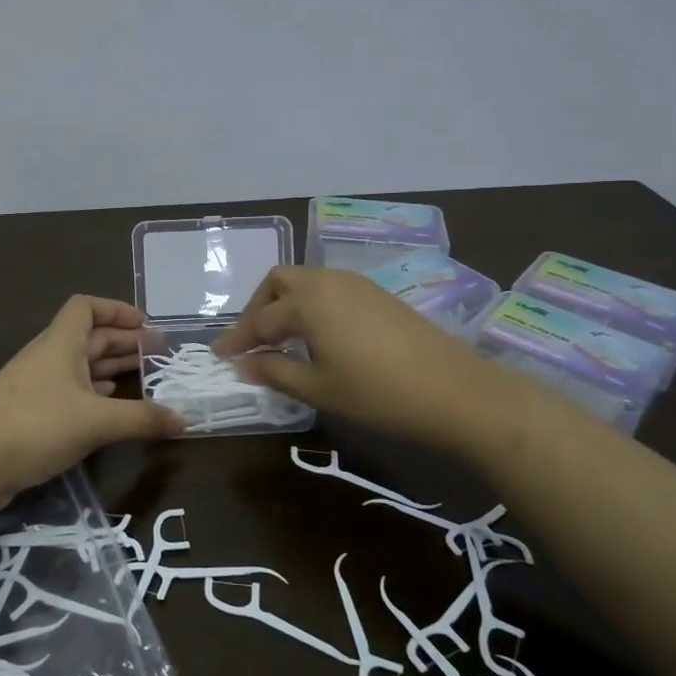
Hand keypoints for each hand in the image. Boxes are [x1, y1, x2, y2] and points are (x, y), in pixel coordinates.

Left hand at [0, 295, 184, 504]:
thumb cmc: (35, 426)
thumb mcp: (96, 421)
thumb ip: (142, 419)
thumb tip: (185, 421)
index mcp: (60, 344)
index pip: (85, 307)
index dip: (116, 309)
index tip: (145, 324)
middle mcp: (47, 358)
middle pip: (88, 337)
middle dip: (123, 342)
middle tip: (158, 354)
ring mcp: (35, 387)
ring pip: (79, 367)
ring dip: (109, 369)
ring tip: (142, 379)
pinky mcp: (28, 415)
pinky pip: (68, 393)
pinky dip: (92, 395)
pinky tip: (109, 407)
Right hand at [212, 265, 490, 443]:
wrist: (457, 392)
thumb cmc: (378, 393)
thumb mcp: (318, 388)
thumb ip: (274, 371)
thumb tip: (242, 364)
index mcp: (308, 301)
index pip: (260, 320)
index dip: (237, 340)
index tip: (219, 357)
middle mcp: (330, 282)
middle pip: (280, 282)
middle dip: (258, 308)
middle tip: (251, 342)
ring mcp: (358, 285)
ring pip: (307, 282)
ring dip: (286, 305)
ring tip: (281, 341)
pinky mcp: (379, 296)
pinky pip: (331, 291)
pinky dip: (312, 307)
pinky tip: (317, 338)